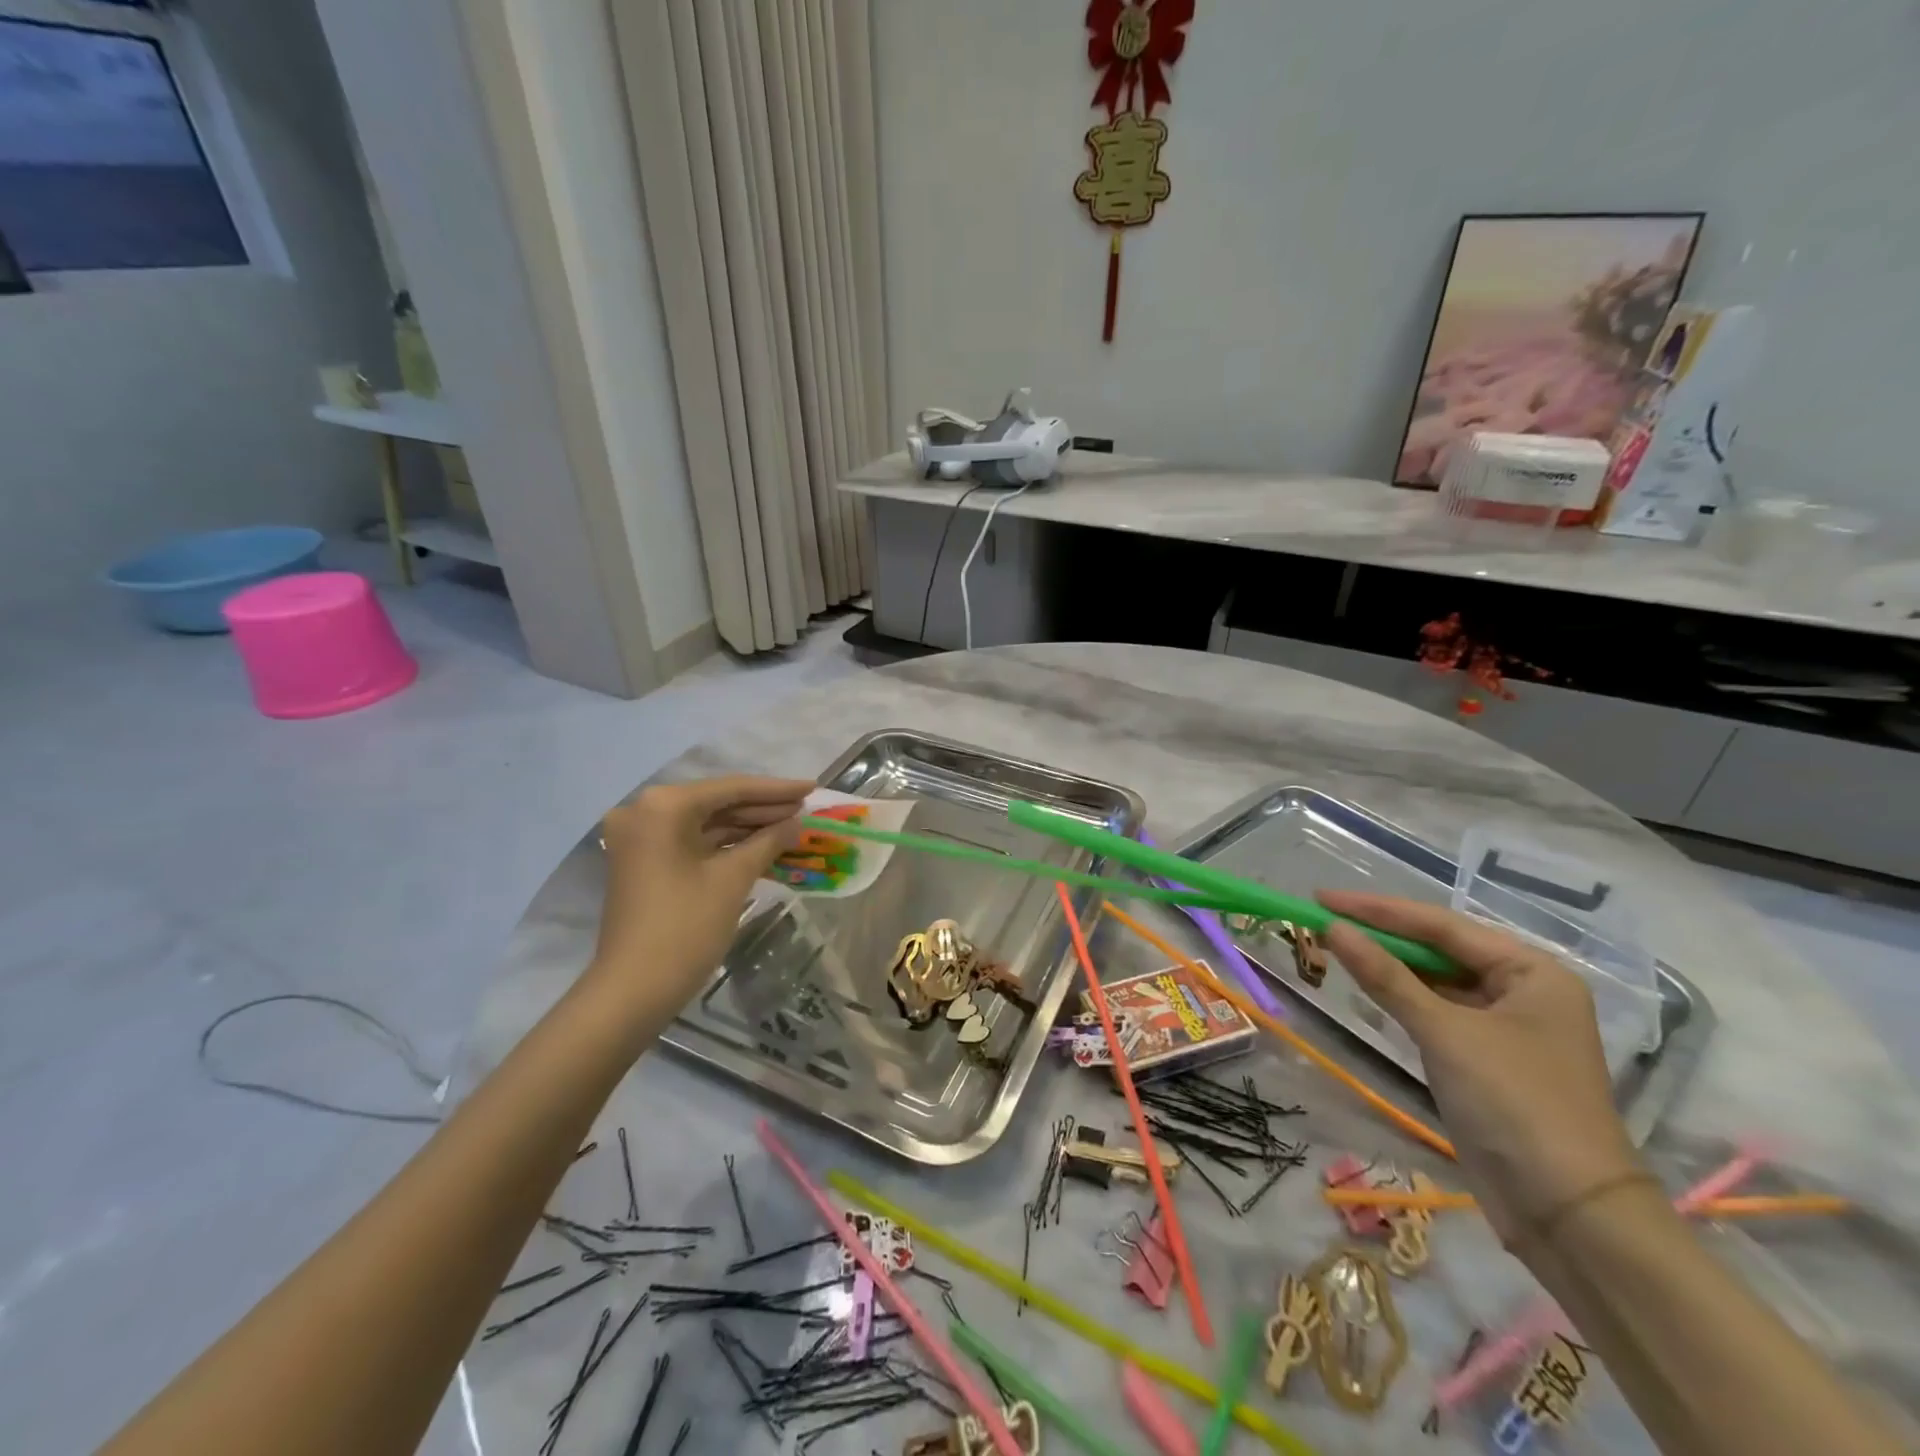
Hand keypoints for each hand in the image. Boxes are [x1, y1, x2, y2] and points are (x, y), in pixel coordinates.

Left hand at [586, 776, 812, 1017]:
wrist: (632, 991)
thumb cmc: (685, 928)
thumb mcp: (733, 879)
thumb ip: (768, 841)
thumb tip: (796, 823)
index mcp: (663, 807)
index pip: (730, 789)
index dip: (776, 790)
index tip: (812, 787)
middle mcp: (645, 812)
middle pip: (716, 803)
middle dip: (763, 808)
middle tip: (806, 808)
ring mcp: (642, 839)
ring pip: (706, 823)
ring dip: (748, 827)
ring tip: (792, 826)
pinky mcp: (644, 862)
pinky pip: (693, 843)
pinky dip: (727, 845)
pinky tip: (764, 846)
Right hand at [1319, 891, 1640, 1248]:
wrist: (1568, 1215)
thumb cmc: (1514, 1104)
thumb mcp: (1444, 1032)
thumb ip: (1386, 976)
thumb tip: (1332, 928)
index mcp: (1532, 971)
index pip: (1441, 925)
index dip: (1377, 910)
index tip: (1322, 898)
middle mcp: (1524, 990)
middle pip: (1440, 949)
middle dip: (1382, 935)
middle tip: (1324, 920)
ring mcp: (1507, 1026)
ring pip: (1436, 980)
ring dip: (1389, 966)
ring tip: (1336, 946)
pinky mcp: (1488, 1059)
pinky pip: (1437, 1011)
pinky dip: (1402, 998)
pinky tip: (1369, 987)